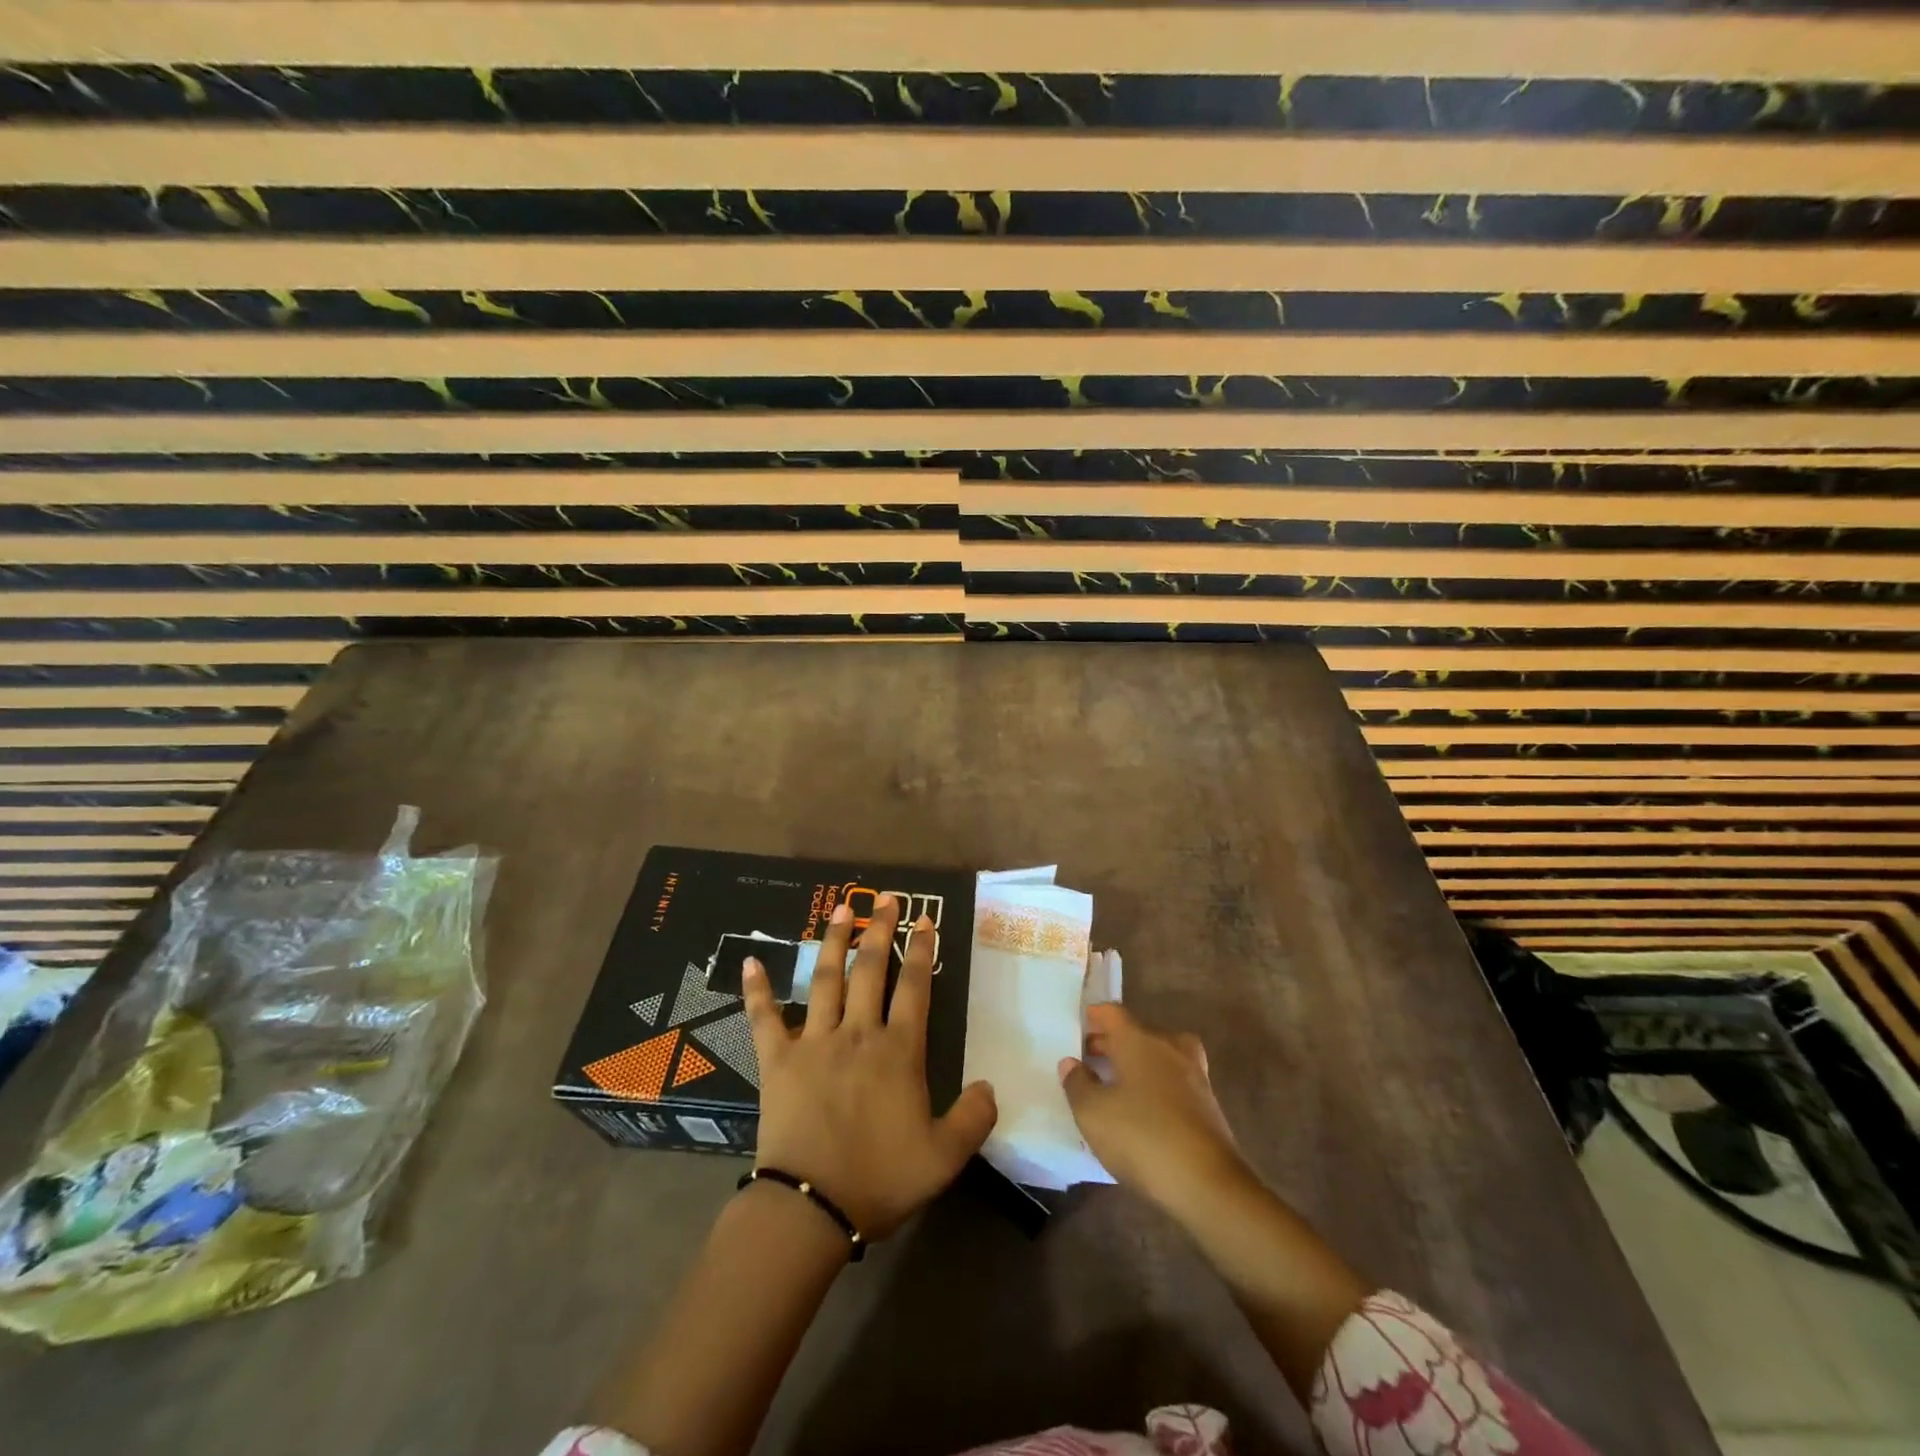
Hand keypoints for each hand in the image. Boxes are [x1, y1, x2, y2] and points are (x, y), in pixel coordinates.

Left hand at [743, 895, 997, 1240]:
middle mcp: (857, 1033)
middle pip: (870, 969)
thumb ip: (974, 1118)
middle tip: (887, 899)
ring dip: (833, 941)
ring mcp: (813, 1042)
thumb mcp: (944, 1158)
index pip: (914, 987)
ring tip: (841, 909)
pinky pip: (764, 1018)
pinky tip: (750, 960)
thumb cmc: (880, 1179)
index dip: (921, 951)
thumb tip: (990, 1085)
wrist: (811, 1208)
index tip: (925, 921)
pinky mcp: (777, 1060)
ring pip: (825, 979)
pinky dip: (757, 989)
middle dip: (880, 930)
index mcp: (898, 1051)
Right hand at [1059, 1003, 1247, 1213]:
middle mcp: (1169, 1049)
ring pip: (1160, 1055)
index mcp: (1139, 1041)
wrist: (1208, 1184)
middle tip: (1090, 1058)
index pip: (1113, 1013)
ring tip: (1117, 1083)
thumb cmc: (1142, 1138)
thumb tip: (1071, 1063)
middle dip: (1112, 1041)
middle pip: (1137, 1032)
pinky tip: (1143, 1110)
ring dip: (1138, 1062)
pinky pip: (1174, 1081)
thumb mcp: (1093, 1114)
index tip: (1079, 1026)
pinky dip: (1157, 1085)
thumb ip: (1077, 1084)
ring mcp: (1193, 1076)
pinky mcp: (1207, 1105)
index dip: (1094, 1016)